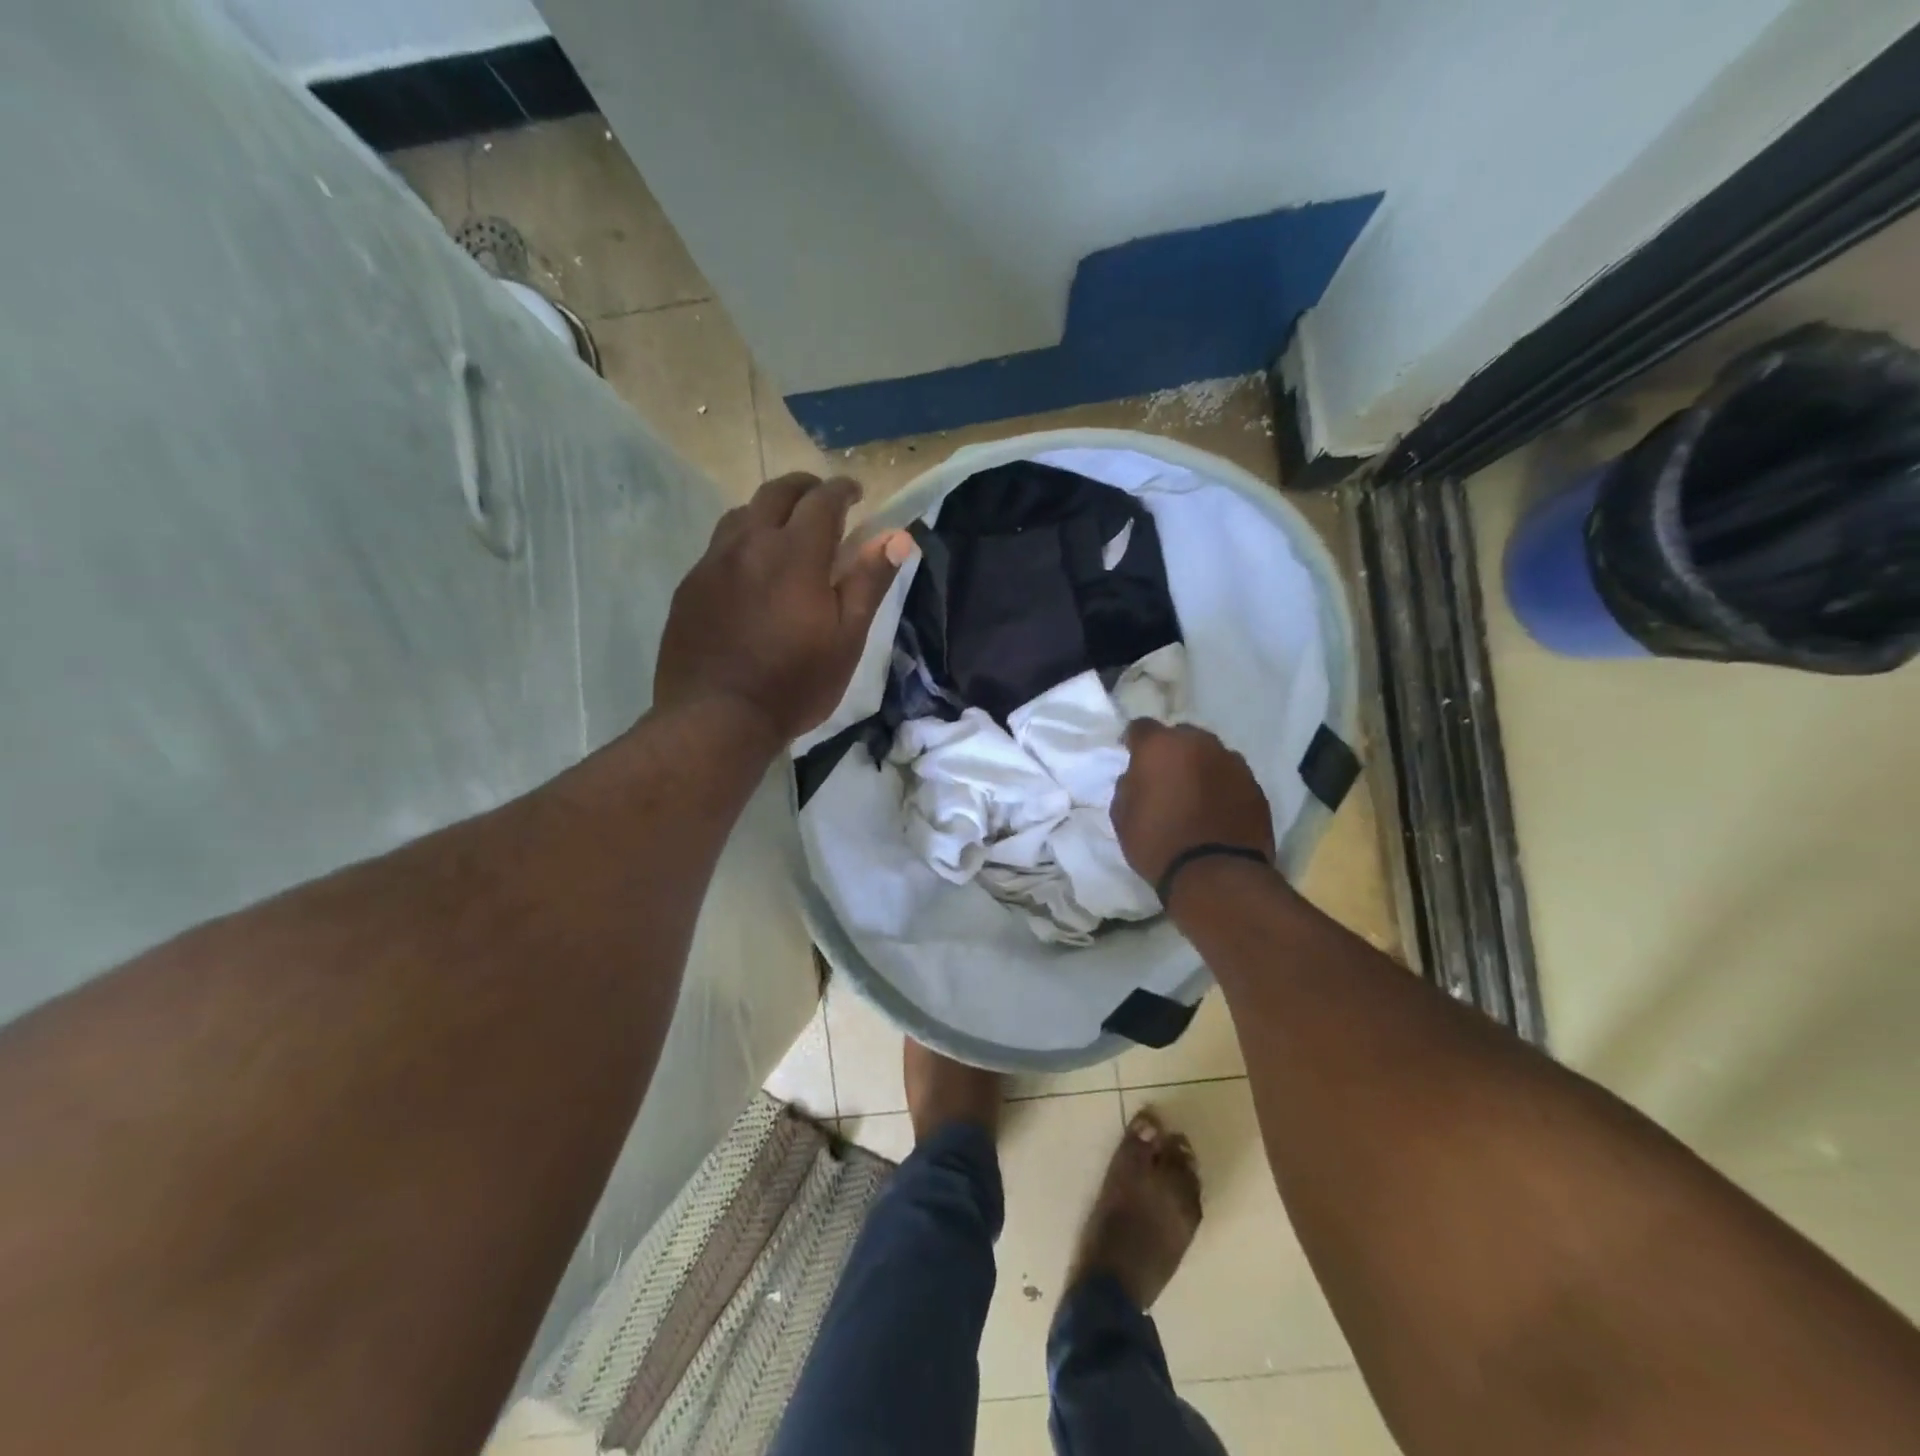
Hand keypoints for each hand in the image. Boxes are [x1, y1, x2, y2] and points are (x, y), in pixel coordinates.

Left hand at [655, 473, 914, 746]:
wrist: (716, 719)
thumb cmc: (794, 684)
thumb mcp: (846, 639)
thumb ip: (869, 582)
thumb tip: (898, 536)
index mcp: (795, 554)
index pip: (822, 500)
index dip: (842, 490)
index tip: (856, 493)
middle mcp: (749, 544)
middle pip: (776, 493)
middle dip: (804, 488)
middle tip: (822, 501)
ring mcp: (712, 563)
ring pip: (741, 514)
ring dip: (769, 512)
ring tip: (784, 532)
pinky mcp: (689, 586)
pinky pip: (718, 547)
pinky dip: (742, 542)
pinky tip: (749, 572)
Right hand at [1110, 719, 1274, 886]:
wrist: (1216, 874)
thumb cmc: (1158, 843)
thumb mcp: (1122, 817)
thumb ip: (1128, 786)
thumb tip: (1138, 777)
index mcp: (1161, 746)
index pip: (1141, 727)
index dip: (1134, 741)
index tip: (1131, 756)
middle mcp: (1199, 744)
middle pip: (1181, 736)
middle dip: (1171, 751)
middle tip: (1165, 777)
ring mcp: (1232, 763)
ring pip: (1210, 754)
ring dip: (1200, 766)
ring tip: (1194, 794)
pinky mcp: (1256, 786)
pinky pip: (1231, 777)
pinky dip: (1221, 786)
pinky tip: (1216, 809)